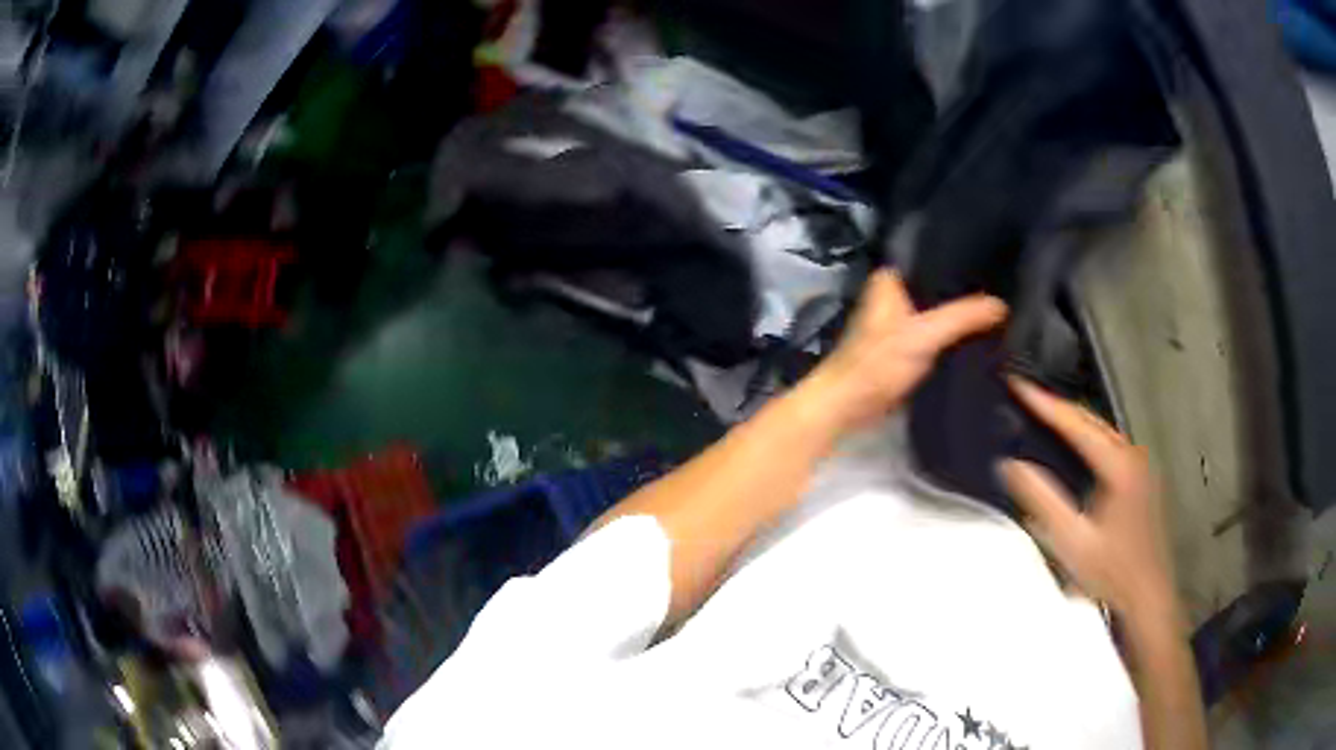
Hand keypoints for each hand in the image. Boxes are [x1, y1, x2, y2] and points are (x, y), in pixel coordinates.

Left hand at [799, 268, 1005, 433]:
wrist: (846, 408)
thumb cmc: (876, 365)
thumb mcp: (923, 335)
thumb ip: (963, 317)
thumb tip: (1002, 305)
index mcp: (891, 279)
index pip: (936, 261)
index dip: (966, 266)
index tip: (1000, 269)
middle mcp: (894, 294)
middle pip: (940, 289)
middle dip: (968, 295)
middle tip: (1007, 295)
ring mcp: (901, 322)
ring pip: (940, 313)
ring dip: (962, 319)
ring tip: (1002, 315)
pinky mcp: (906, 348)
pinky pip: (937, 335)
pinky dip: (954, 339)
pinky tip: (981, 339)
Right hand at [999, 378, 1179, 623]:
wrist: (1146, 595)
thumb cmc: (1112, 572)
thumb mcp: (1072, 541)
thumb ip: (1042, 501)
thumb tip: (1012, 466)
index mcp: (1118, 465)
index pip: (1076, 424)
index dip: (1045, 403)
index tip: (1019, 385)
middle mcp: (1132, 457)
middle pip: (1091, 419)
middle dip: (1059, 405)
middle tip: (1028, 396)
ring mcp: (1139, 467)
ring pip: (1102, 430)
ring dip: (1074, 420)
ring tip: (1046, 414)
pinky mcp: (1141, 479)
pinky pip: (1109, 444)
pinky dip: (1088, 436)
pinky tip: (1076, 445)